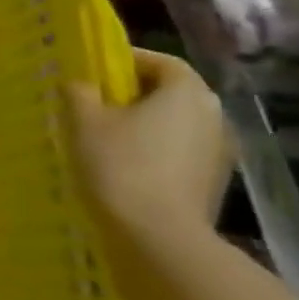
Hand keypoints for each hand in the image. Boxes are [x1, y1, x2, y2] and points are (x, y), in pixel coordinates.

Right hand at [67, 48, 232, 246]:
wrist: (158, 238)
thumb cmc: (120, 165)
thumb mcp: (83, 120)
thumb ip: (79, 91)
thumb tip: (80, 84)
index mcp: (186, 92)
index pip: (161, 61)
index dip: (128, 61)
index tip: (95, 71)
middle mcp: (213, 116)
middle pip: (171, 93)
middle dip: (134, 94)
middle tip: (95, 103)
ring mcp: (219, 153)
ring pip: (175, 125)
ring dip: (145, 125)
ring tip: (105, 137)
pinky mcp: (212, 184)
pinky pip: (179, 154)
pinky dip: (154, 152)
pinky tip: (124, 168)